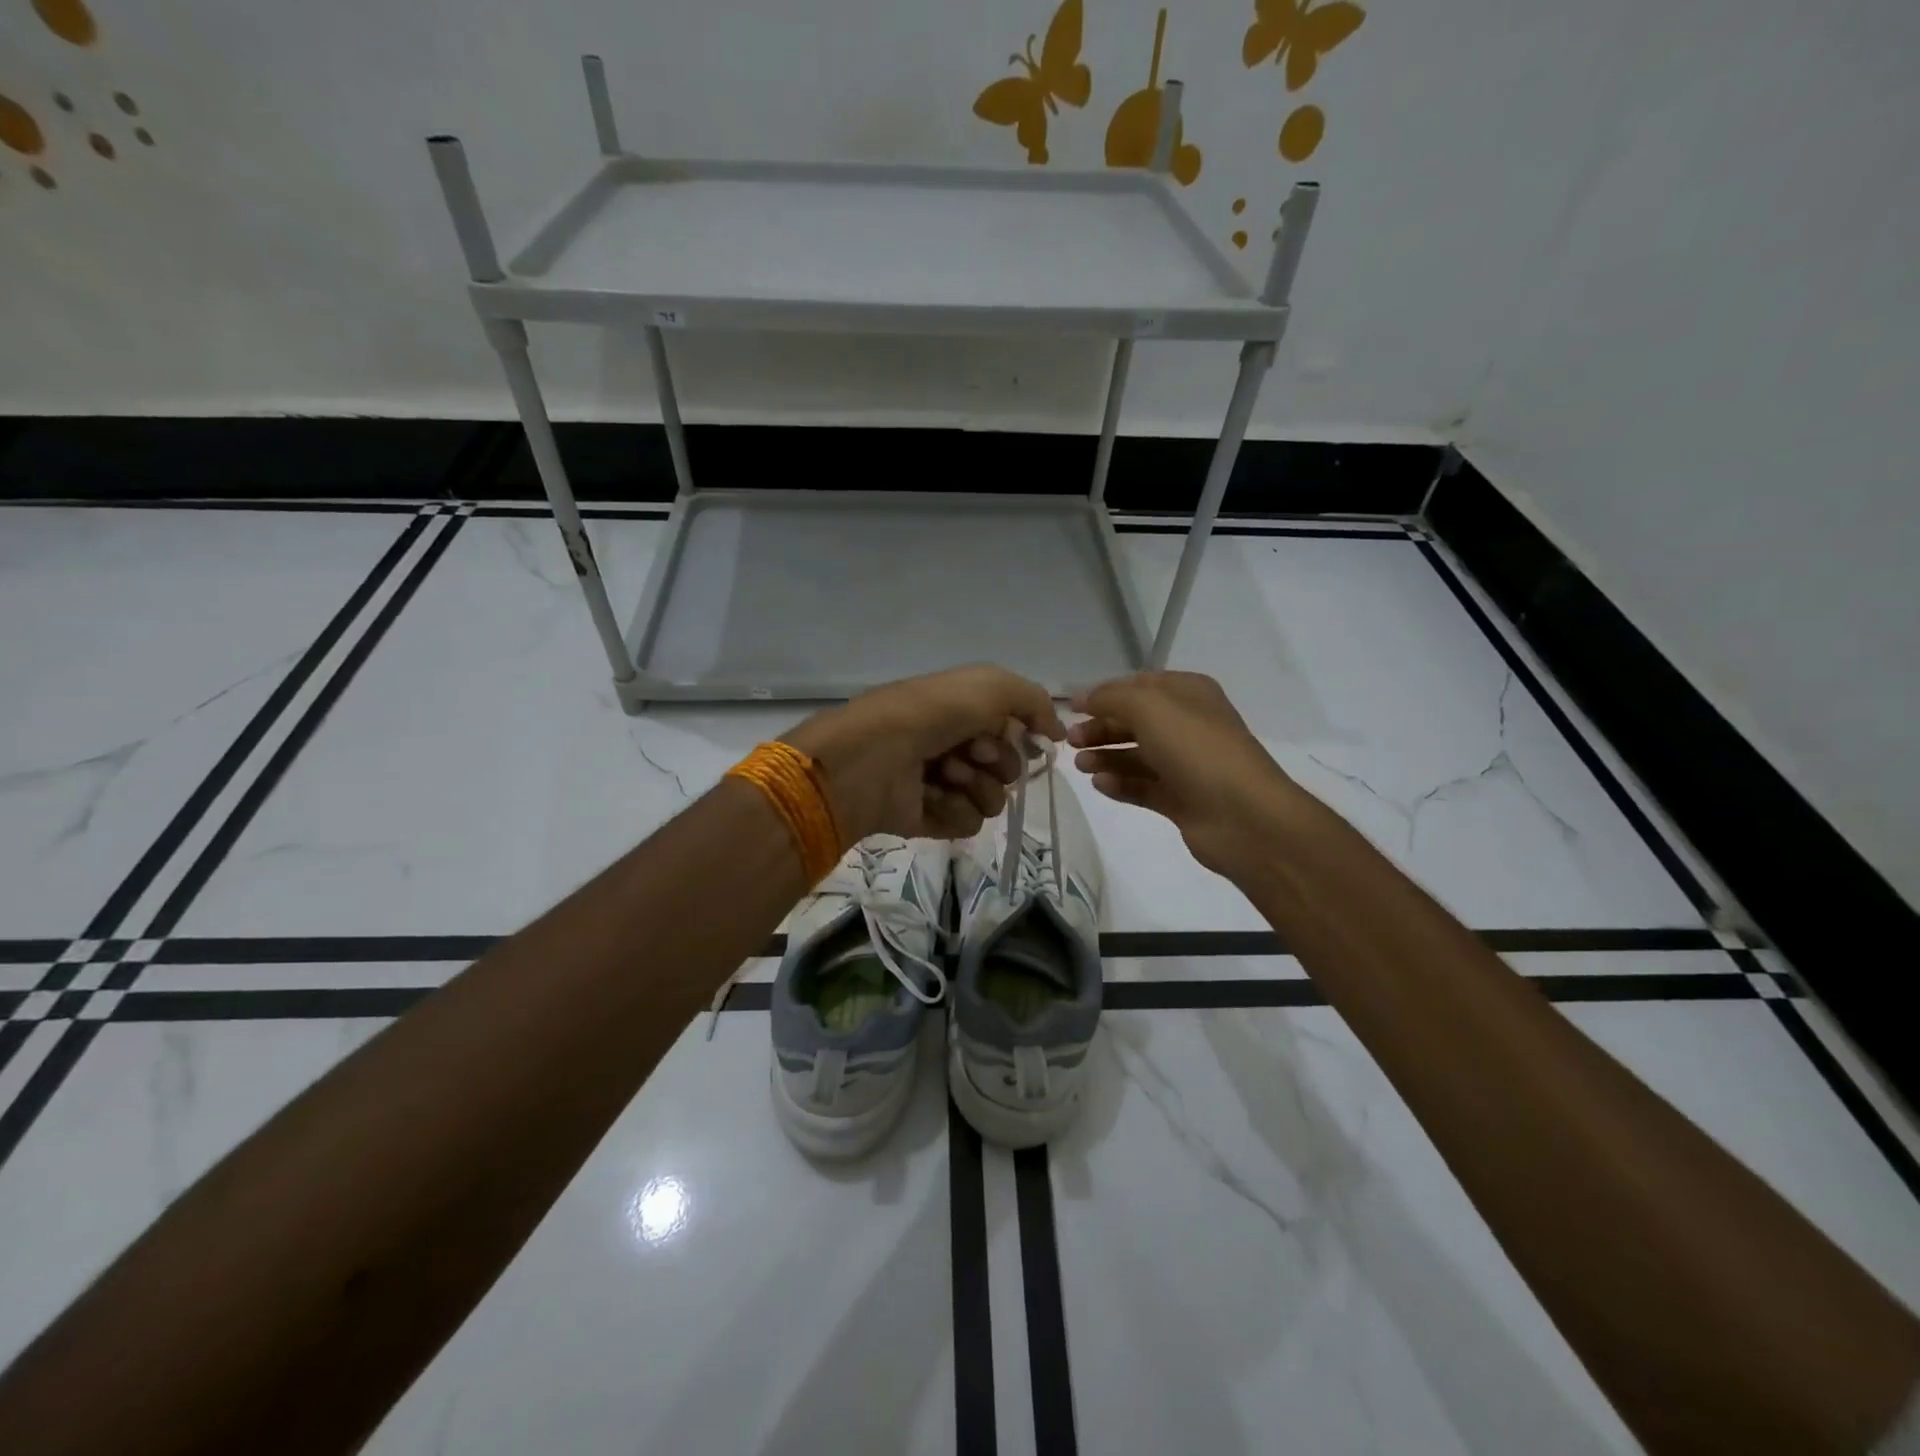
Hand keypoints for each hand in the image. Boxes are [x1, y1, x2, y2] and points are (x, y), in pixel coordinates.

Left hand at [784, 665, 1066, 841]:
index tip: (1007, 731)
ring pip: (993, 799)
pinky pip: (969, 823)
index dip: (1016, 733)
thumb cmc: (931, 713)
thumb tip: (1055, 734)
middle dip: (996, 759)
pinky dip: (954, 809)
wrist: (873, 756)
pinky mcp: (931, 819)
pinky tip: (930, 796)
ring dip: (976, 785)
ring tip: (944, 774)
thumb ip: (1034, 701)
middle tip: (969, 751)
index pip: (1014, 731)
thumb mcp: (991, 685)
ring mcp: (942, 785)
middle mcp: (954, 747)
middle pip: (1009, 767)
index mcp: (963, 713)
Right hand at [1069, 670, 1308, 876]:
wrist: (1242, 815)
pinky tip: (1100, 785)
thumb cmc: (1196, 749)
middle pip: (1134, 722)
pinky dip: (1120, 784)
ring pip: (1136, 756)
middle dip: (1101, 728)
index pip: (1139, 686)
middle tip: (1070, 740)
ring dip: (1106, 757)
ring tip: (1081, 765)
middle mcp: (1188, 725)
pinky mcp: (1180, 799)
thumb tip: (1082, 698)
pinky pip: (1142, 787)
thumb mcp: (1149, 707)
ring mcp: (1186, 765)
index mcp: (1188, 694)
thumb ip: (1110, 698)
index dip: (1104, 694)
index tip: (1071, 707)